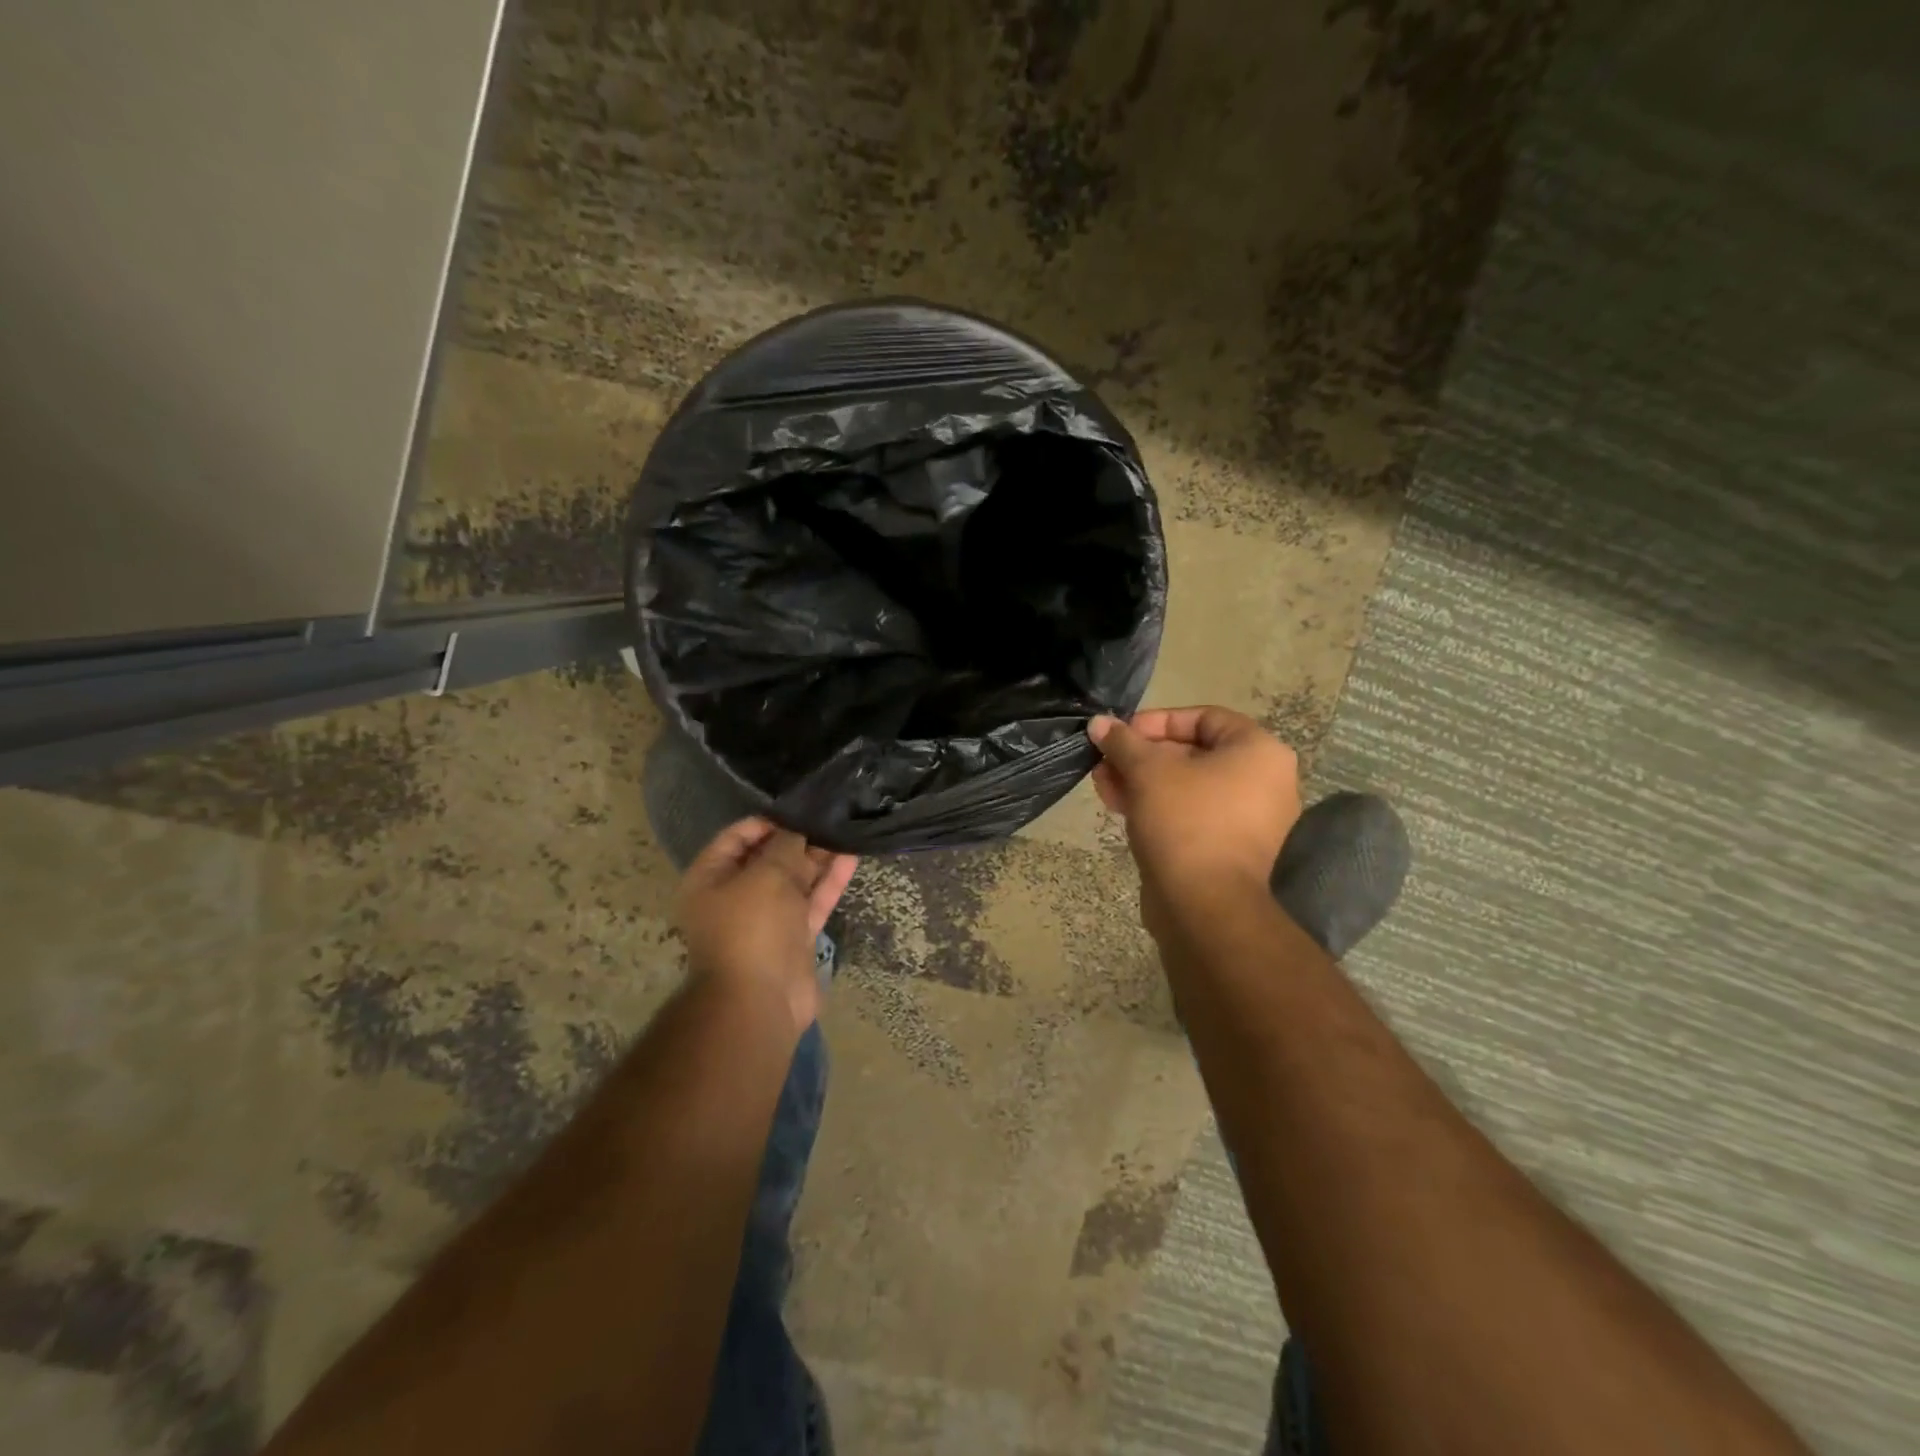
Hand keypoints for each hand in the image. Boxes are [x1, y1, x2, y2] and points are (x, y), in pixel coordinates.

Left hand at [677, 818, 857, 1034]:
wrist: (760, 1000)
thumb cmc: (752, 928)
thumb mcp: (766, 875)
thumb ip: (785, 845)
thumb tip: (797, 827)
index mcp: (710, 880)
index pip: (736, 837)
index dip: (767, 821)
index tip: (799, 808)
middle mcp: (735, 896)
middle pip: (769, 857)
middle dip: (798, 838)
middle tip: (829, 816)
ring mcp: (767, 918)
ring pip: (795, 879)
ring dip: (818, 857)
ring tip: (845, 830)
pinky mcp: (794, 936)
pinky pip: (812, 901)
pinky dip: (829, 881)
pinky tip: (851, 856)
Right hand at [1088, 707, 1301, 939]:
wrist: (1204, 904)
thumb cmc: (1185, 821)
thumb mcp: (1147, 771)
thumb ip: (1122, 741)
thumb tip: (1099, 722)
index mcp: (1259, 752)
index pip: (1204, 717)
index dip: (1157, 721)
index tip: (1121, 734)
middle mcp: (1264, 781)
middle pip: (1192, 753)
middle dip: (1141, 755)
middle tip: (1105, 760)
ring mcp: (1248, 819)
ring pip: (1186, 786)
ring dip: (1141, 781)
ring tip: (1103, 784)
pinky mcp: (1229, 848)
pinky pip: (1191, 814)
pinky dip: (1157, 806)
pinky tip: (1119, 806)